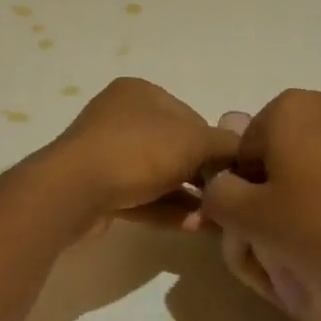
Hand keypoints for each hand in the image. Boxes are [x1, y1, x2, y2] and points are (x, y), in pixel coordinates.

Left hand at [40, 78, 238, 221]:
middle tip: (227, 200)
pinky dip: (166, 210)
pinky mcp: (96, 188)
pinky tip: (193, 227)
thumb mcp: (195, 141)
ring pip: (157, 175)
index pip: (190, 116)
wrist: (74, 190)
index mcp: (140, 93)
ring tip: (216, 221)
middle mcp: (119, 117)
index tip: (234, 171)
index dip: (215, 144)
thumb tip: (245, 154)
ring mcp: (104, 153)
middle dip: (202, 175)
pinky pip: (140, 197)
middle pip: (173, 147)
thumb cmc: (138, 152)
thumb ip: (226, 145)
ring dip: (187, 198)